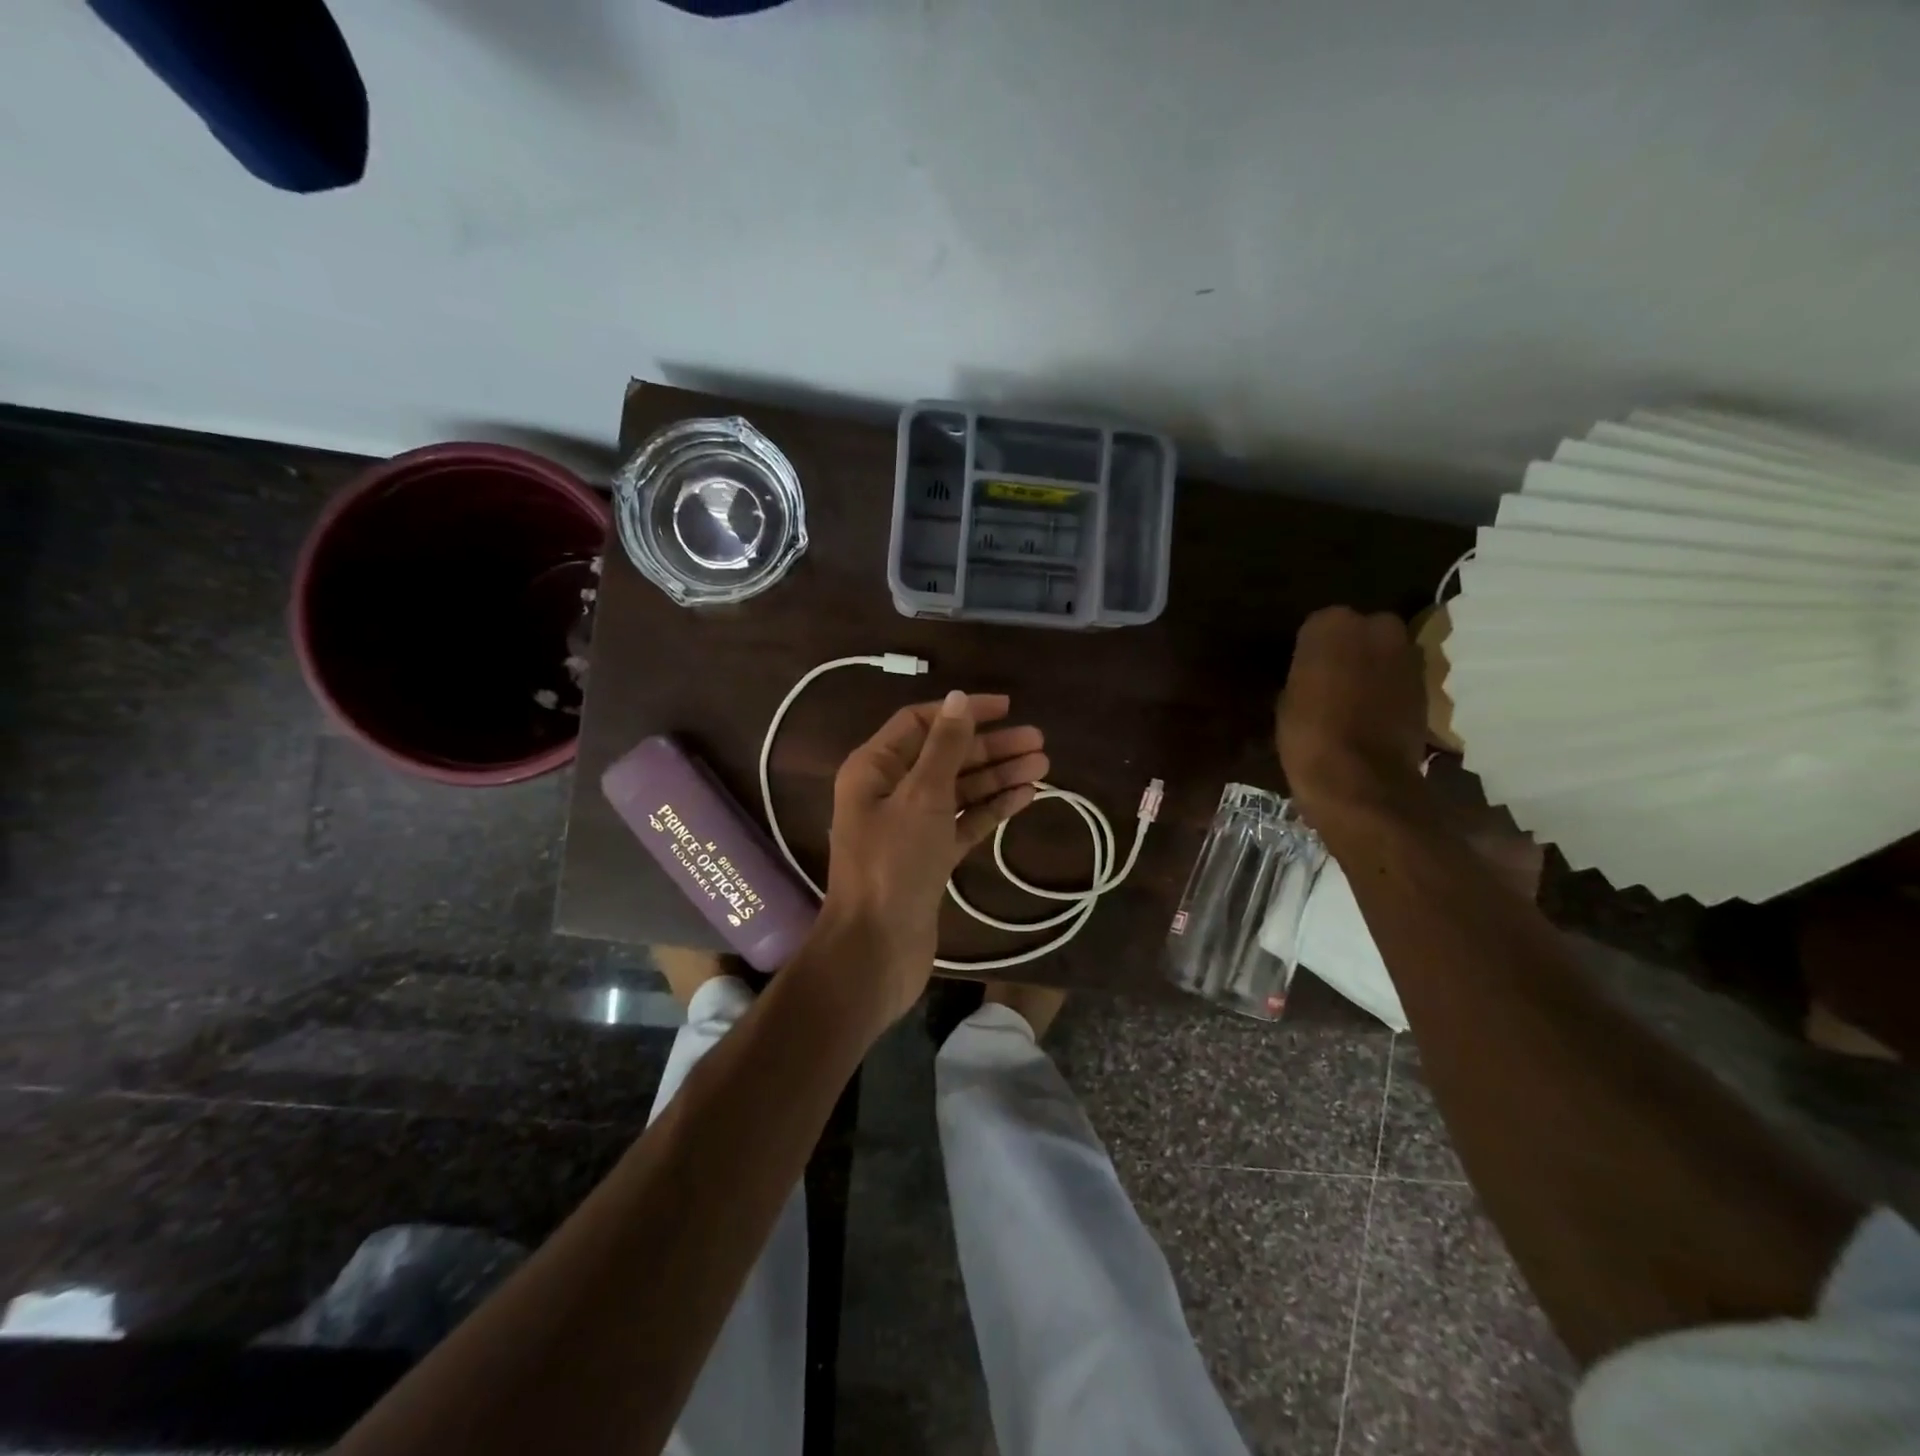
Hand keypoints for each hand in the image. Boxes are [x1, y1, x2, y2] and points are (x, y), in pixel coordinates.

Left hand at [817, 690, 1046, 1025]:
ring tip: (1044, 766)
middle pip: (945, 756)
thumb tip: (959, 698)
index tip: (1007, 708)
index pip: (919, 723)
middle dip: (990, 748)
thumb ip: (944, 747)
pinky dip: (991, 809)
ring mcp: (911, 826)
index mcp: (874, 769)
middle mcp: (890, 792)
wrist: (877, 949)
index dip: (962, 712)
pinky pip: (964, 822)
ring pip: (959, 790)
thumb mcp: (922, 797)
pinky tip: (1025, 798)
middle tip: (1039, 743)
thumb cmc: (893, 864)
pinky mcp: (930, 857)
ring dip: (998, 777)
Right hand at [1278, 607, 1429, 827]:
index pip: (1318, 625)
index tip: (1303, 671)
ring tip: (1352, 699)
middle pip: (1360, 631)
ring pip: (1384, 654)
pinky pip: (1400, 679)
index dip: (1311, 650)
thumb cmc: (1307, 734)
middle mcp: (1376, 627)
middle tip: (1330, 680)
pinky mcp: (1426, 685)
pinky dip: (1389, 691)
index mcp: (1331, 625)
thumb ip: (1304, 673)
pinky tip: (1372, 714)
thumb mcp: (1286, 700)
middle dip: (1350, 651)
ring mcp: (1407, 655)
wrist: (1359, 778)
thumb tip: (1312, 674)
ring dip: (1372, 669)